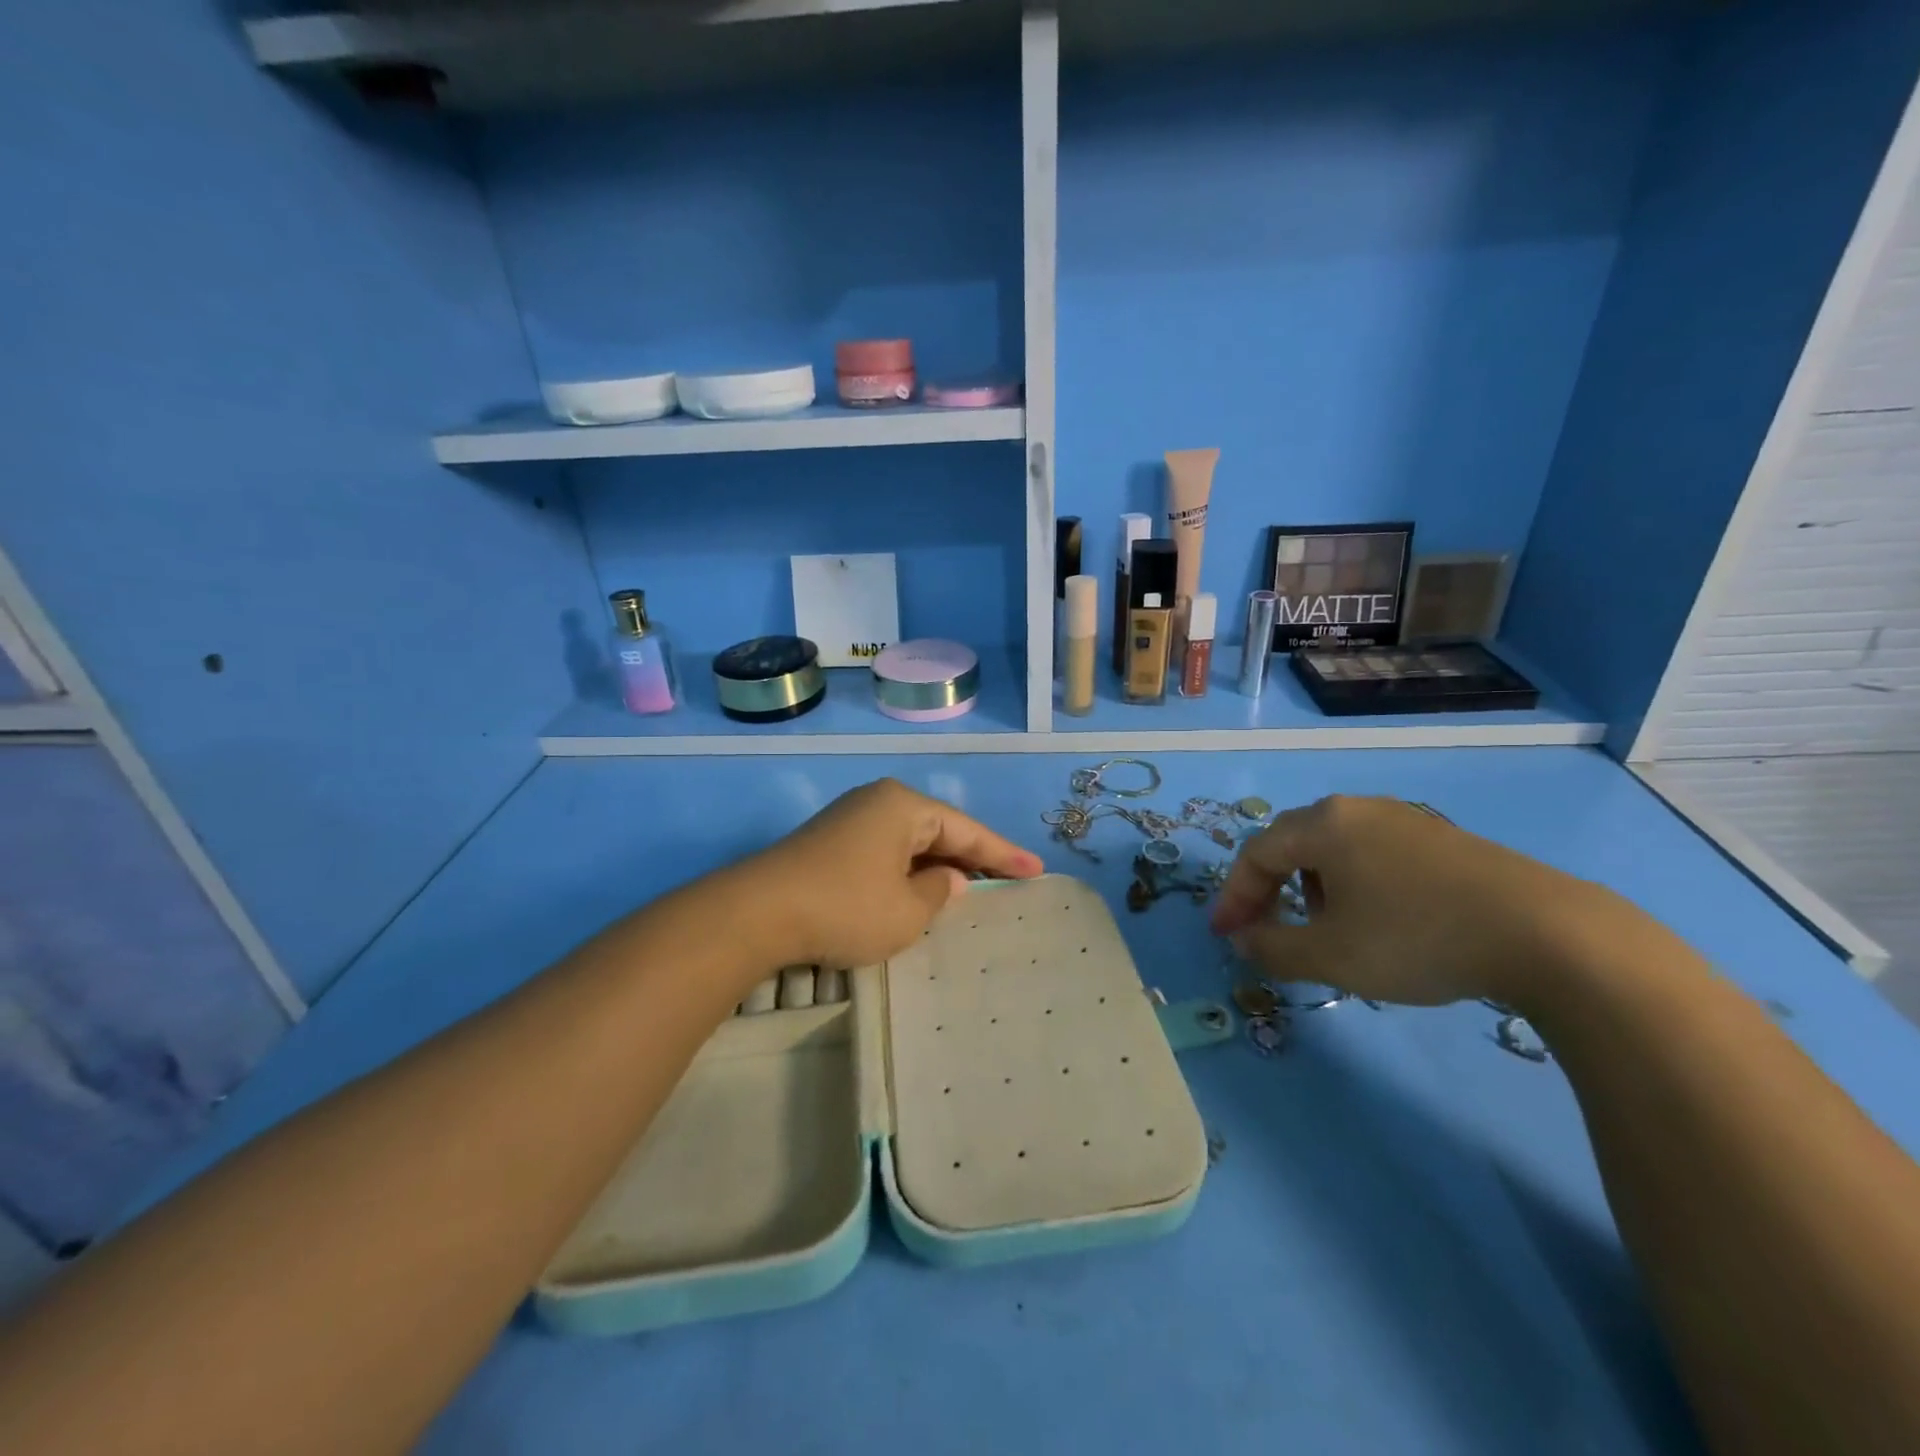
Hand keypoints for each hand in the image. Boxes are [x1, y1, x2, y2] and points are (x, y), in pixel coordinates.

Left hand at [748, 779, 1043, 969]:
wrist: (758, 913)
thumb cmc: (846, 907)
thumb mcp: (906, 911)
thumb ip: (938, 892)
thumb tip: (946, 879)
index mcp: (904, 806)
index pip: (967, 830)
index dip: (1003, 854)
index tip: (1036, 871)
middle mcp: (879, 802)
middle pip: (940, 830)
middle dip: (972, 857)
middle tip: (1010, 880)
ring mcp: (851, 820)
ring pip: (911, 842)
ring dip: (939, 866)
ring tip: (974, 888)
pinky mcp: (831, 843)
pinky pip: (887, 852)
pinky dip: (909, 871)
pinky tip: (921, 891)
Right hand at [1211, 795, 1616, 1005]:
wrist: (1547, 934)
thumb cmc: (1416, 938)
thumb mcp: (1330, 956)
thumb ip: (1272, 948)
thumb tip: (1242, 940)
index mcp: (1322, 824)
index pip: (1255, 853)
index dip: (1234, 896)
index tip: (1226, 936)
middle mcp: (1357, 809)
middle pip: (1291, 842)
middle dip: (1269, 888)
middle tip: (1266, 928)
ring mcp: (1405, 819)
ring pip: (1334, 846)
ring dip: (1311, 885)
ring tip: (1326, 927)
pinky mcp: (1443, 839)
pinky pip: (1374, 852)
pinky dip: (1354, 883)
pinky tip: (1379, 919)